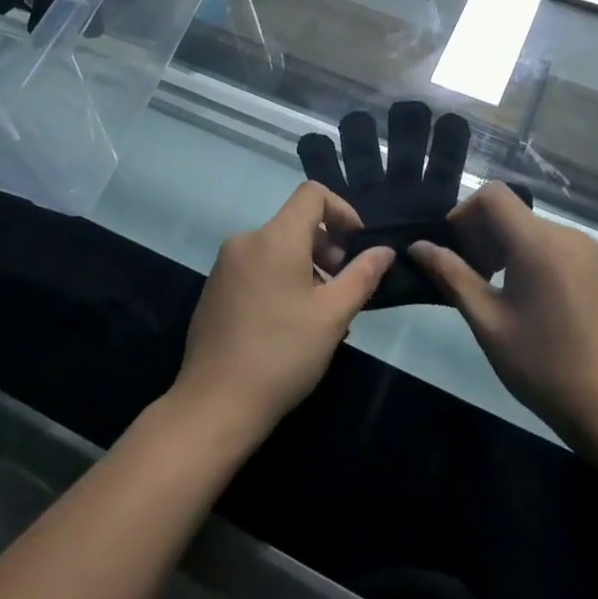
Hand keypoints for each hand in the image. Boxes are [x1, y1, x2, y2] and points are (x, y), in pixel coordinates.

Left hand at [171, 181, 392, 443]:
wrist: (214, 404)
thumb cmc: (282, 354)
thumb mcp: (333, 315)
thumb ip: (362, 275)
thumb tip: (384, 250)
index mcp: (275, 237)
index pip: (312, 194)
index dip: (342, 210)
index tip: (357, 245)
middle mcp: (246, 240)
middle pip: (295, 222)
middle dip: (326, 246)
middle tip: (342, 287)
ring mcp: (225, 265)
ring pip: (276, 248)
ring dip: (305, 267)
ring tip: (320, 312)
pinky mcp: (214, 289)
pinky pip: (256, 268)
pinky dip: (280, 279)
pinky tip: (289, 324)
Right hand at [409, 183, 597, 447]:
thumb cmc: (542, 365)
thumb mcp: (487, 321)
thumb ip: (451, 276)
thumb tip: (418, 247)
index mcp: (538, 243)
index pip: (493, 195)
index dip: (464, 213)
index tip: (453, 250)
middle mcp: (567, 235)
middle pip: (512, 212)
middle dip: (482, 235)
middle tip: (469, 277)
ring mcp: (588, 250)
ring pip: (532, 229)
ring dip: (505, 247)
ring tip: (495, 291)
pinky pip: (554, 245)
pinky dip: (531, 256)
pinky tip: (529, 299)